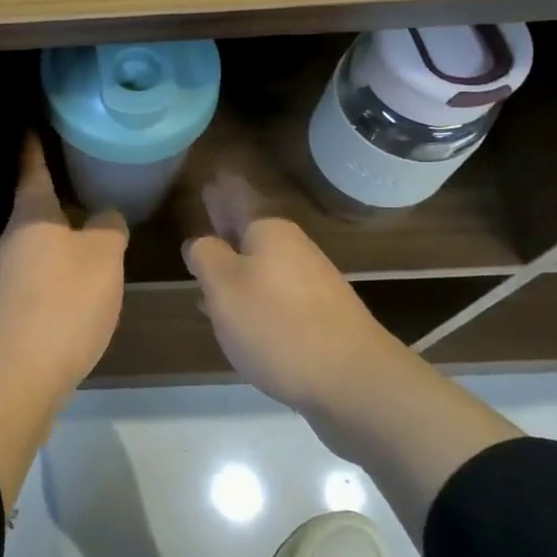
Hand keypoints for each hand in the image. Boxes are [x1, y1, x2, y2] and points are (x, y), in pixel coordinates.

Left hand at [0, 137, 128, 395]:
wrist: (17, 375)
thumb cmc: (62, 302)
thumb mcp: (101, 257)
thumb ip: (107, 228)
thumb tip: (106, 216)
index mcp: (32, 214)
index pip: (32, 165)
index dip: (36, 141)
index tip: (35, 119)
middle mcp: (15, 237)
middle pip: (37, 203)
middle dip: (59, 188)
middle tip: (88, 171)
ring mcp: (11, 273)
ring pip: (42, 238)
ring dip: (65, 229)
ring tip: (96, 221)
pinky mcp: (15, 304)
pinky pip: (44, 269)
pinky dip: (64, 261)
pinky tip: (86, 273)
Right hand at [182, 173, 402, 416]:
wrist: (356, 383)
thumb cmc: (278, 325)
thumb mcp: (223, 286)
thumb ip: (205, 256)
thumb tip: (200, 242)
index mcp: (269, 232)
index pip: (239, 198)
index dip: (223, 189)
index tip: (215, 173)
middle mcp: (294, 249)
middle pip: (252, 229)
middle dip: (228, 222)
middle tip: (209, 206)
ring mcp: (312, 284)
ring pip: (263, 265)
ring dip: (237, 264)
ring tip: (211, 268)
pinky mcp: (322, 319)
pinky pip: (276, 295)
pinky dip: (254, 296)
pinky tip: (240, 316)